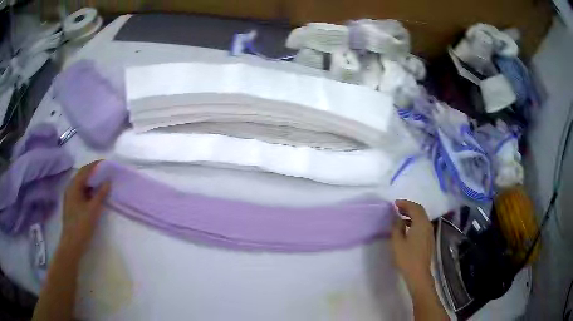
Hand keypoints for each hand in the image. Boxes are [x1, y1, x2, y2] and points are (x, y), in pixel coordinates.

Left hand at [60, 161, 109, 257]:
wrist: (72, 243)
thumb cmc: (82, 225)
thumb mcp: (93, 209)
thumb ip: (101, 194)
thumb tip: (108, 181)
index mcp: (74, 186)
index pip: (85, 170)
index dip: (95, 165)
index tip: (106, 163)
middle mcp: (70, 188)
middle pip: (82, 175)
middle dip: (94, 172)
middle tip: (105, 172)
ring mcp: (70, 196)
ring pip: (82, 183)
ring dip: (91, 181)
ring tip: (102, 181)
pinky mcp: (72, 204)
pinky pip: (81, 191)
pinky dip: (89, 189)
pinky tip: (95, 194)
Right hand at [391, 200, 434, 291]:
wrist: (418, 274)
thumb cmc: (407, 258)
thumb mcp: (397, 242)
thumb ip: (396, 228)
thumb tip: (397, 219)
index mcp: (421, 224)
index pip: (414, 208)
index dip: (405, 203)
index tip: (395, 203)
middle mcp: (427, 225)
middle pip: (420, 211)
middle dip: (409, 207)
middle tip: (397, 208)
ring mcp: (429, 233)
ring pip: (422, 218)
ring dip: (412, 215)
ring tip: (400, 217)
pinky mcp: (429, 240)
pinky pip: (422, 225)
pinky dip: (415, 222)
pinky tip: (407, 228)